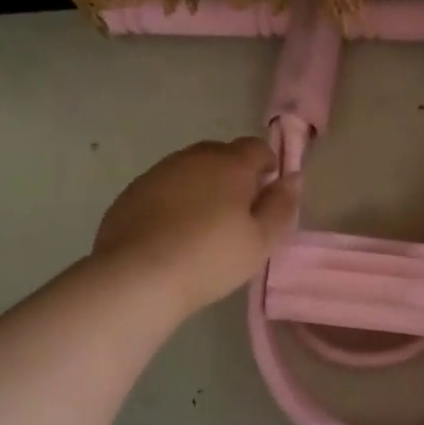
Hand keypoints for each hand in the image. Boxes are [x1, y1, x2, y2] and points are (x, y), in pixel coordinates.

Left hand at [92, 137, 299, 315]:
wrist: (137, 277)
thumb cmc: (210, 258)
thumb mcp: (261, 240)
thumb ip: (282, 206)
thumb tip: (292, 178)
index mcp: (229, 164)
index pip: (257, 147)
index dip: (268, 166)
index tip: (267, 195)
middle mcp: (193, 158)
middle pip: (221, 154)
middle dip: (234, 175)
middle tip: (238, 213)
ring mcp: (158, 173)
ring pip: (190, 170)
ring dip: (202, 187)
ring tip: (203, 226)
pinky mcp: (131, 193)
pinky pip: (163, 188)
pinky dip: (174, 201)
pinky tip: (172, 234)